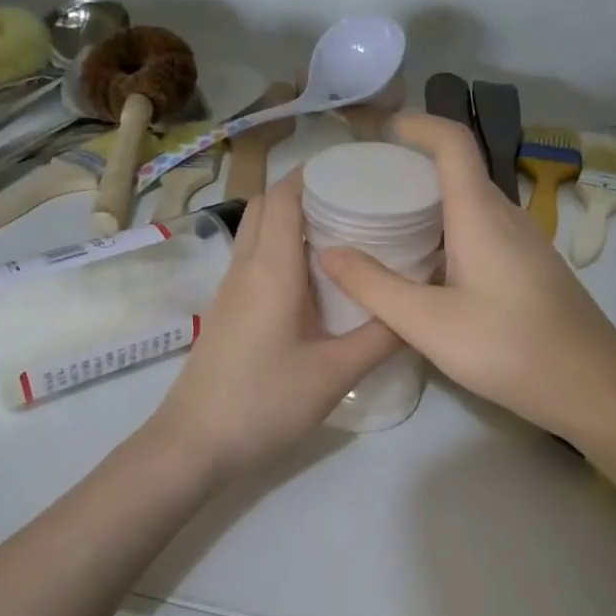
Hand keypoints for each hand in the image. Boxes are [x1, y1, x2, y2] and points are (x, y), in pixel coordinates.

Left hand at [151, 172, 399, 476]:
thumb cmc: (265, 402)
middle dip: (307, 194)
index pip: (286, 195)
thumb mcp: (335, 372)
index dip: (317, 173)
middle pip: (268, 206)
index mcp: (272, 268)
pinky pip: (256, 262)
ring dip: (294, 224)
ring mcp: (231, 290)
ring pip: (259, 233)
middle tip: (356, 205)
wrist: (196, 444)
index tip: (358, 171)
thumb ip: (381, 336)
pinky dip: (284, 253)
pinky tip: (317, 284)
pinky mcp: (229, 312)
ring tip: (345, 239)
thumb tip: (419, 304)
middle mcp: (246, 267)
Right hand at [318, 114, 615, 438]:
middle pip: (459, 174)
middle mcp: (507, 218)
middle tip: (366, 191)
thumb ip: (375, 287)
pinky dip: (449, 237)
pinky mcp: (532, 272)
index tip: (379, 134)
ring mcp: (525, 245)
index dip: (416, 126)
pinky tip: (428, 274)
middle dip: (412, 171)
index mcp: (481, 215)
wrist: (591, 388)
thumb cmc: (508, 349)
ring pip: (471, 208)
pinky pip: (484, 236)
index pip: (452, 143)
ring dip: (430, 208)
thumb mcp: (428, 323)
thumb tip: (328, 252)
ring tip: (386, 230)